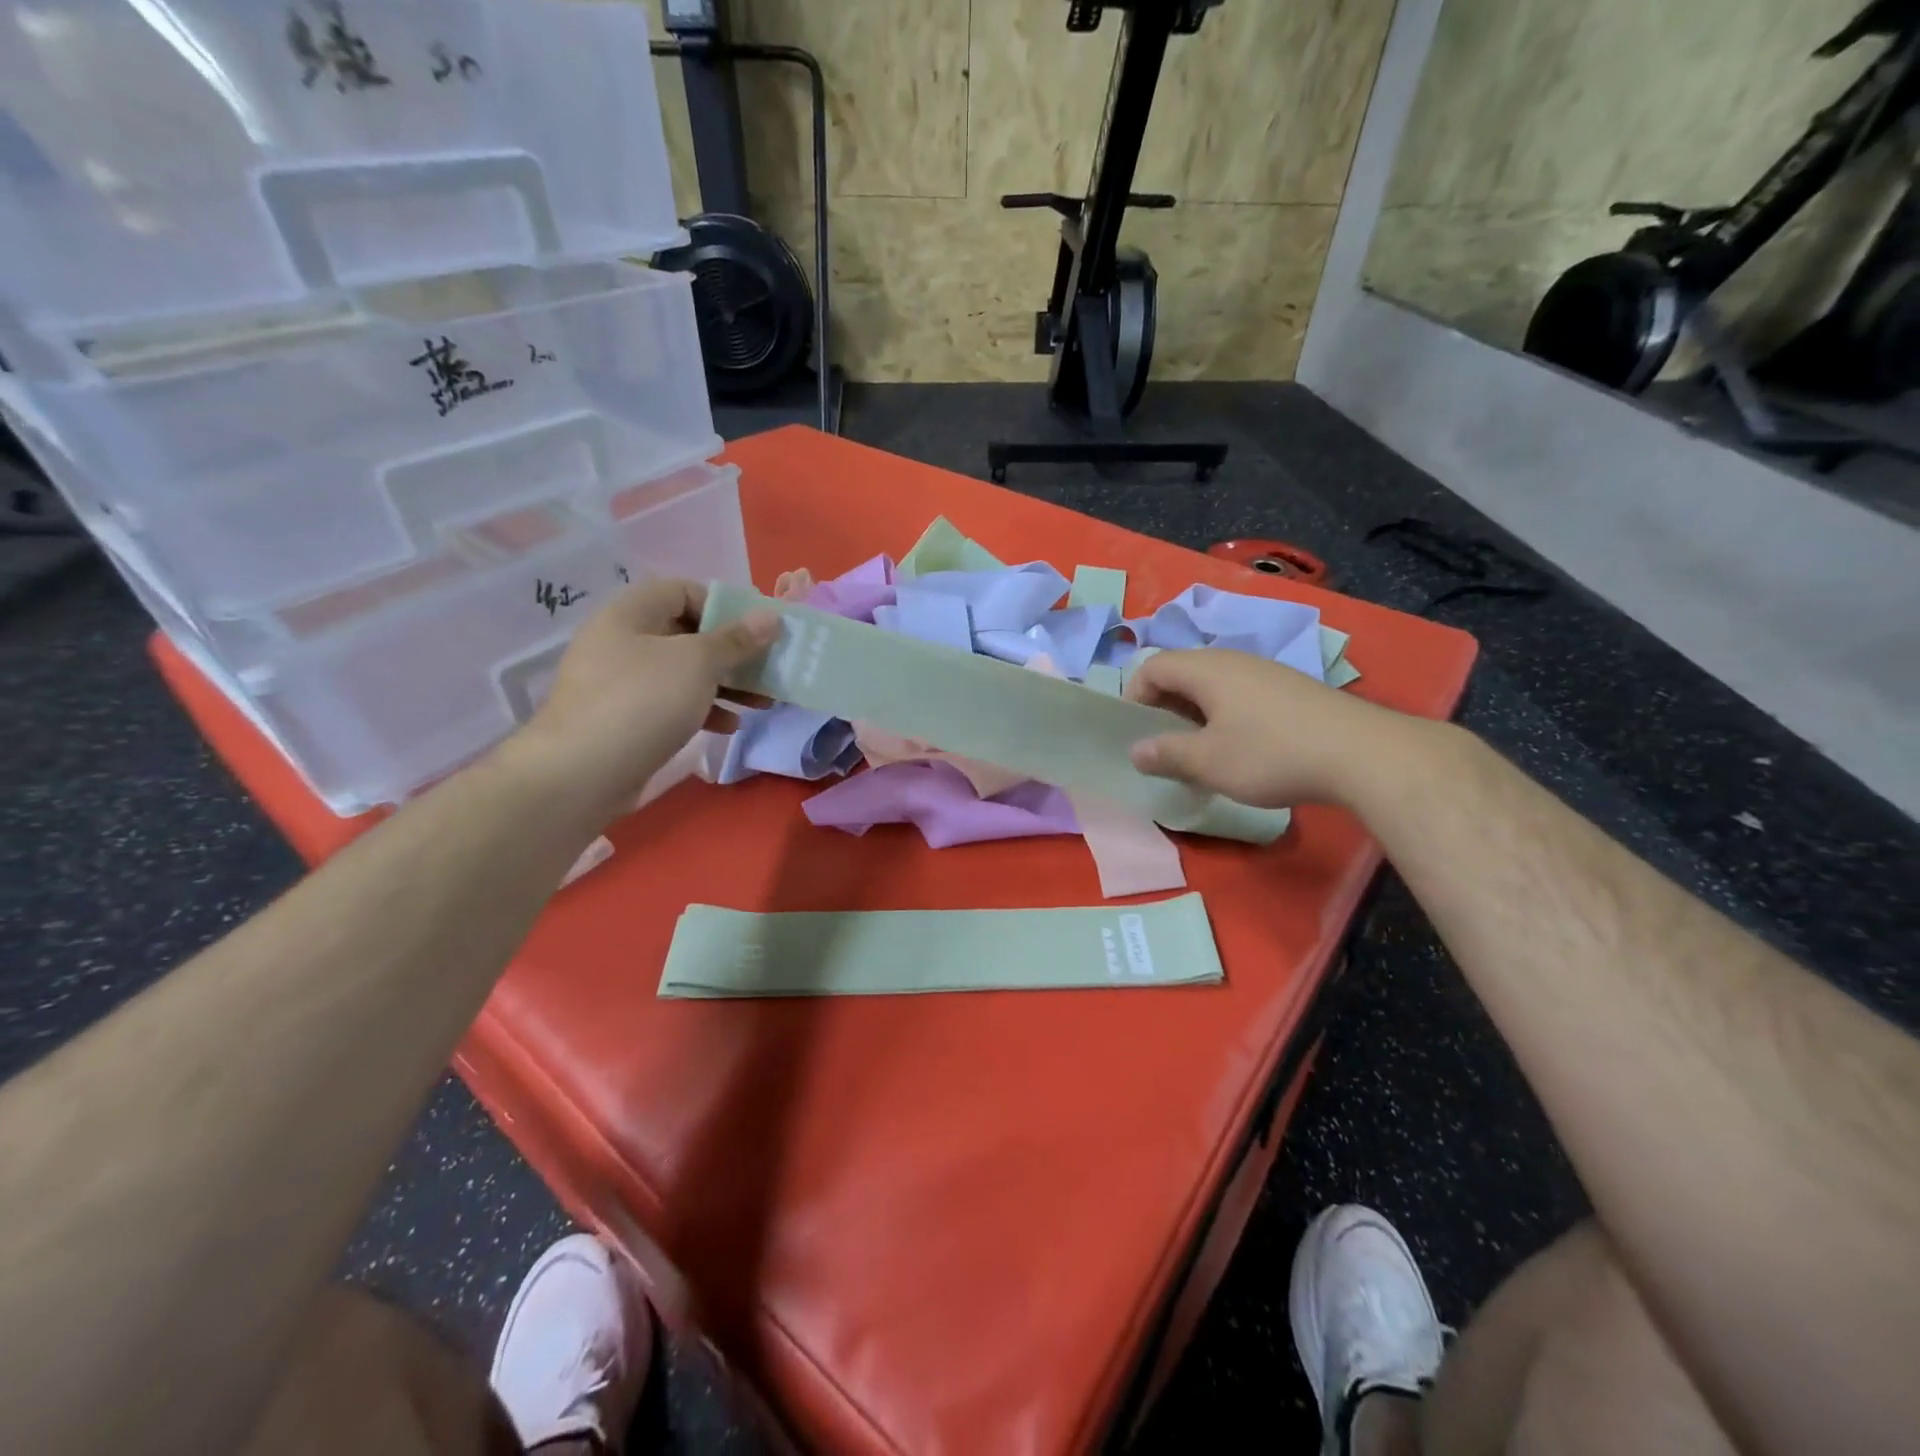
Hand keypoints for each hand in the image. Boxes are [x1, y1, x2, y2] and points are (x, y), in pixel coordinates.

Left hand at [501, 579, 777, 822]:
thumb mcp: (698, 663)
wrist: (581, 774)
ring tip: (761, 702)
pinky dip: (703, 709)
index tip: (756, 632)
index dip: (723, 606)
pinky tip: (729, 726)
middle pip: (687, 634)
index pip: (683, 591)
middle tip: (768, 670)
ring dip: (726, 684)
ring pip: (684, 672)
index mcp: (631, 614)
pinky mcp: (626, 719)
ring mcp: (622, 683)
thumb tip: (771, 618)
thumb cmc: (643, 702)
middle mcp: (623, 641)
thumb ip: (737, 639)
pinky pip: (672, 703)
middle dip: (733, 653)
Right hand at [1123, 648, 1417, 808]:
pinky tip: (1243, 750)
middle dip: (1164, 708)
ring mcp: (1266, 672)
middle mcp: (1233, 660)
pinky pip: (1241, 694)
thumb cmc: (1270, 754)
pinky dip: (1226, 717)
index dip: (1134, 697)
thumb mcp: (1208, 762)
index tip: (1138, 734)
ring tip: (1202, 752)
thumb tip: (1136, 750)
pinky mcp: (1292, 689)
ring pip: (1214, 685)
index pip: (1152, 667)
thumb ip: (1165, 754)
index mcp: (1206, 669)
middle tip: (1165, 746)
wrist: (1362, 753)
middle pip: (1182, 673)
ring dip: (1196, 715)